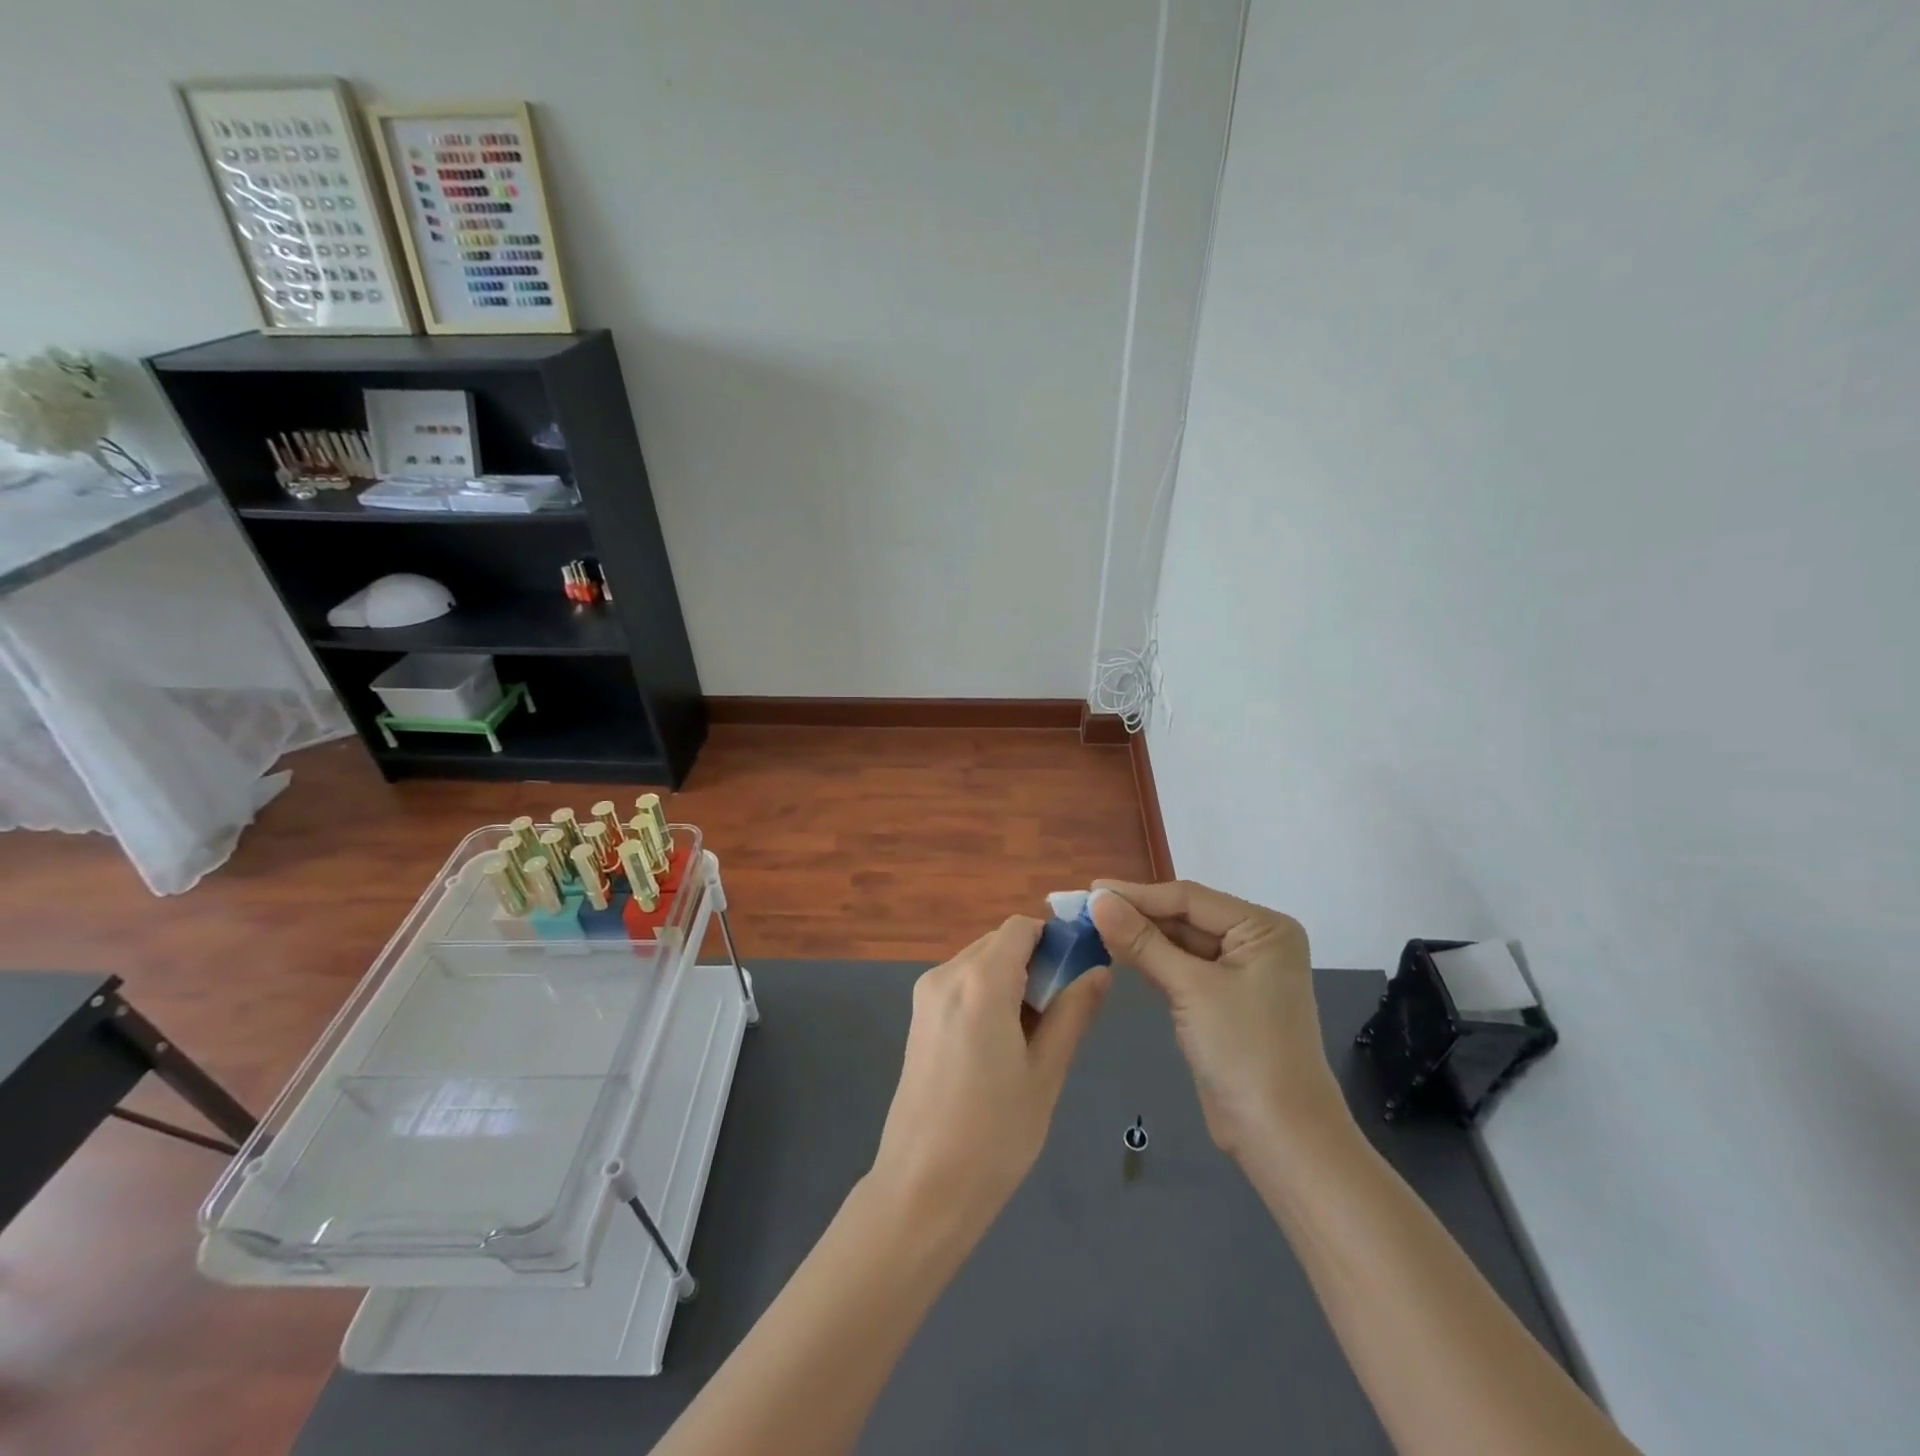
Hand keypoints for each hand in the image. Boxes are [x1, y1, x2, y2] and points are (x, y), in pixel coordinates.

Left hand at [869, 916, 1110, 1239]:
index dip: (1054, 940)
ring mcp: (926, 995)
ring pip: (979, 962)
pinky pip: (961, 984)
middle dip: (1035, 962)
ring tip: (1032, 1036)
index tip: (1079, 973)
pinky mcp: (917, 1017)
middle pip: (999, 942)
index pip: (1021, 928)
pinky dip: (987, 994)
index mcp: (980, 980)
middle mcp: (947, 974)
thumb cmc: (994, 1134)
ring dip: (1011, 979)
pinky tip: (1000, 1044)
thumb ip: (1073, 1013)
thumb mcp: (1045, 1072)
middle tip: (1061, 1013)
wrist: (921, 1188)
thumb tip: (1100, 970)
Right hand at [1090, 880, 1346, 1158]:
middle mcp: (1254, 942)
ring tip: (1090, 926)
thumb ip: (1141, 941)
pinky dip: (1149, 961)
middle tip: (1083, 909)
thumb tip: (1097, 900)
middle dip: (1136, 914)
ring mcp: (1238, 973)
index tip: (1090, 891)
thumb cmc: (1243, 1050)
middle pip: (1184, 917)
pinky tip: (1115, 952)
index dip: (1138, 894)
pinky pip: (1179, 968)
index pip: (1189, 898)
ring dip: (1138, 937)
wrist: (1279, 1138)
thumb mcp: (1190, 988)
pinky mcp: (1220, 1001)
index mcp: (1263, 928)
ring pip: (1178, 943)